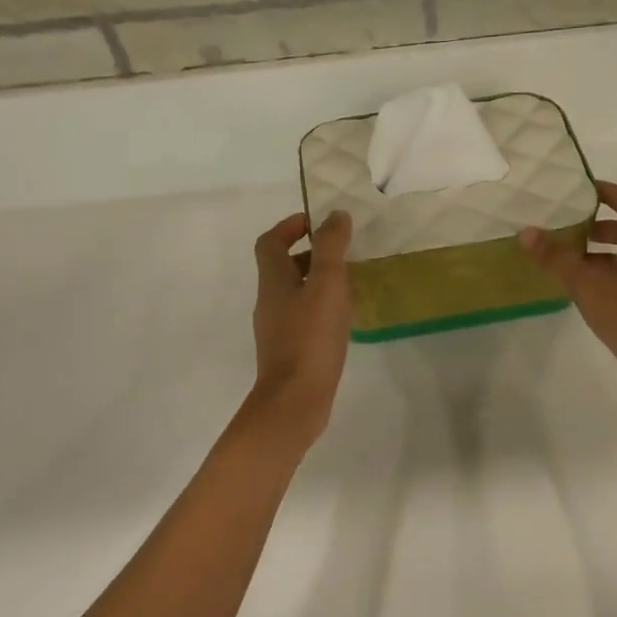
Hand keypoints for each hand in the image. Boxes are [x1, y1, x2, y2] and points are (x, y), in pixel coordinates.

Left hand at [250, 210, 353, 443]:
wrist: (294, 400)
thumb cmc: (310, 337)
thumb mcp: (327, 284)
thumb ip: (331, 247)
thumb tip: (335, 216)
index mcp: (273, 281)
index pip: (271, 242)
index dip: (289, 226)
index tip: (316, 222)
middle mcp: (269, 301)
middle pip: (281, 267)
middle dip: (309, 253)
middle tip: (340, 253)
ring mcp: (276, 328)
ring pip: (293, 293)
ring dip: (316, 281)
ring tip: (348, 283)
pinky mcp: (288, 351)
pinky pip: (302, 317)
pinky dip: (319, 308)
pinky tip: (342, 319)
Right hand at [519, 181, 616, 396]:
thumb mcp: (586, 285)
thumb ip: (556, 258)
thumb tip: (526, 232)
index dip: (606, 191)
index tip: (582, 190)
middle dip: (599, 225)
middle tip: (569, 229)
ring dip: (603, 251)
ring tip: (573, 262)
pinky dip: (612, 271)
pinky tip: (591, 290)